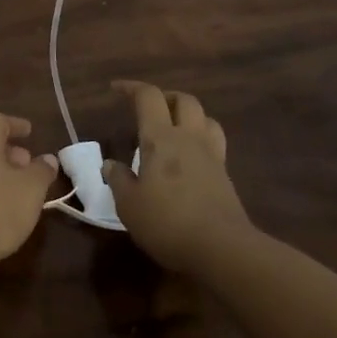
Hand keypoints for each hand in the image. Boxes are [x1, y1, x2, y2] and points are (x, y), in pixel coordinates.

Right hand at [105, 81, 254, 273]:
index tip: (115, 89)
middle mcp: (189, 138)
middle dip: (165, 97)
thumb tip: (110, 164)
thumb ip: (118, 179)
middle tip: (148, 109)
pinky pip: (214, 143)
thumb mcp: (129, 205)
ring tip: (173, 128)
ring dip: (188, 115)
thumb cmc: (167, 222)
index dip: (131, 87)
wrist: (222, 249)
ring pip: (205, 118)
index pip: (148, 97)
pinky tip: (189, 158)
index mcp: (160, 137)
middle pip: (184, 100)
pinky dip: (200, 140)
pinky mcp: (225, 176)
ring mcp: (212, 156)